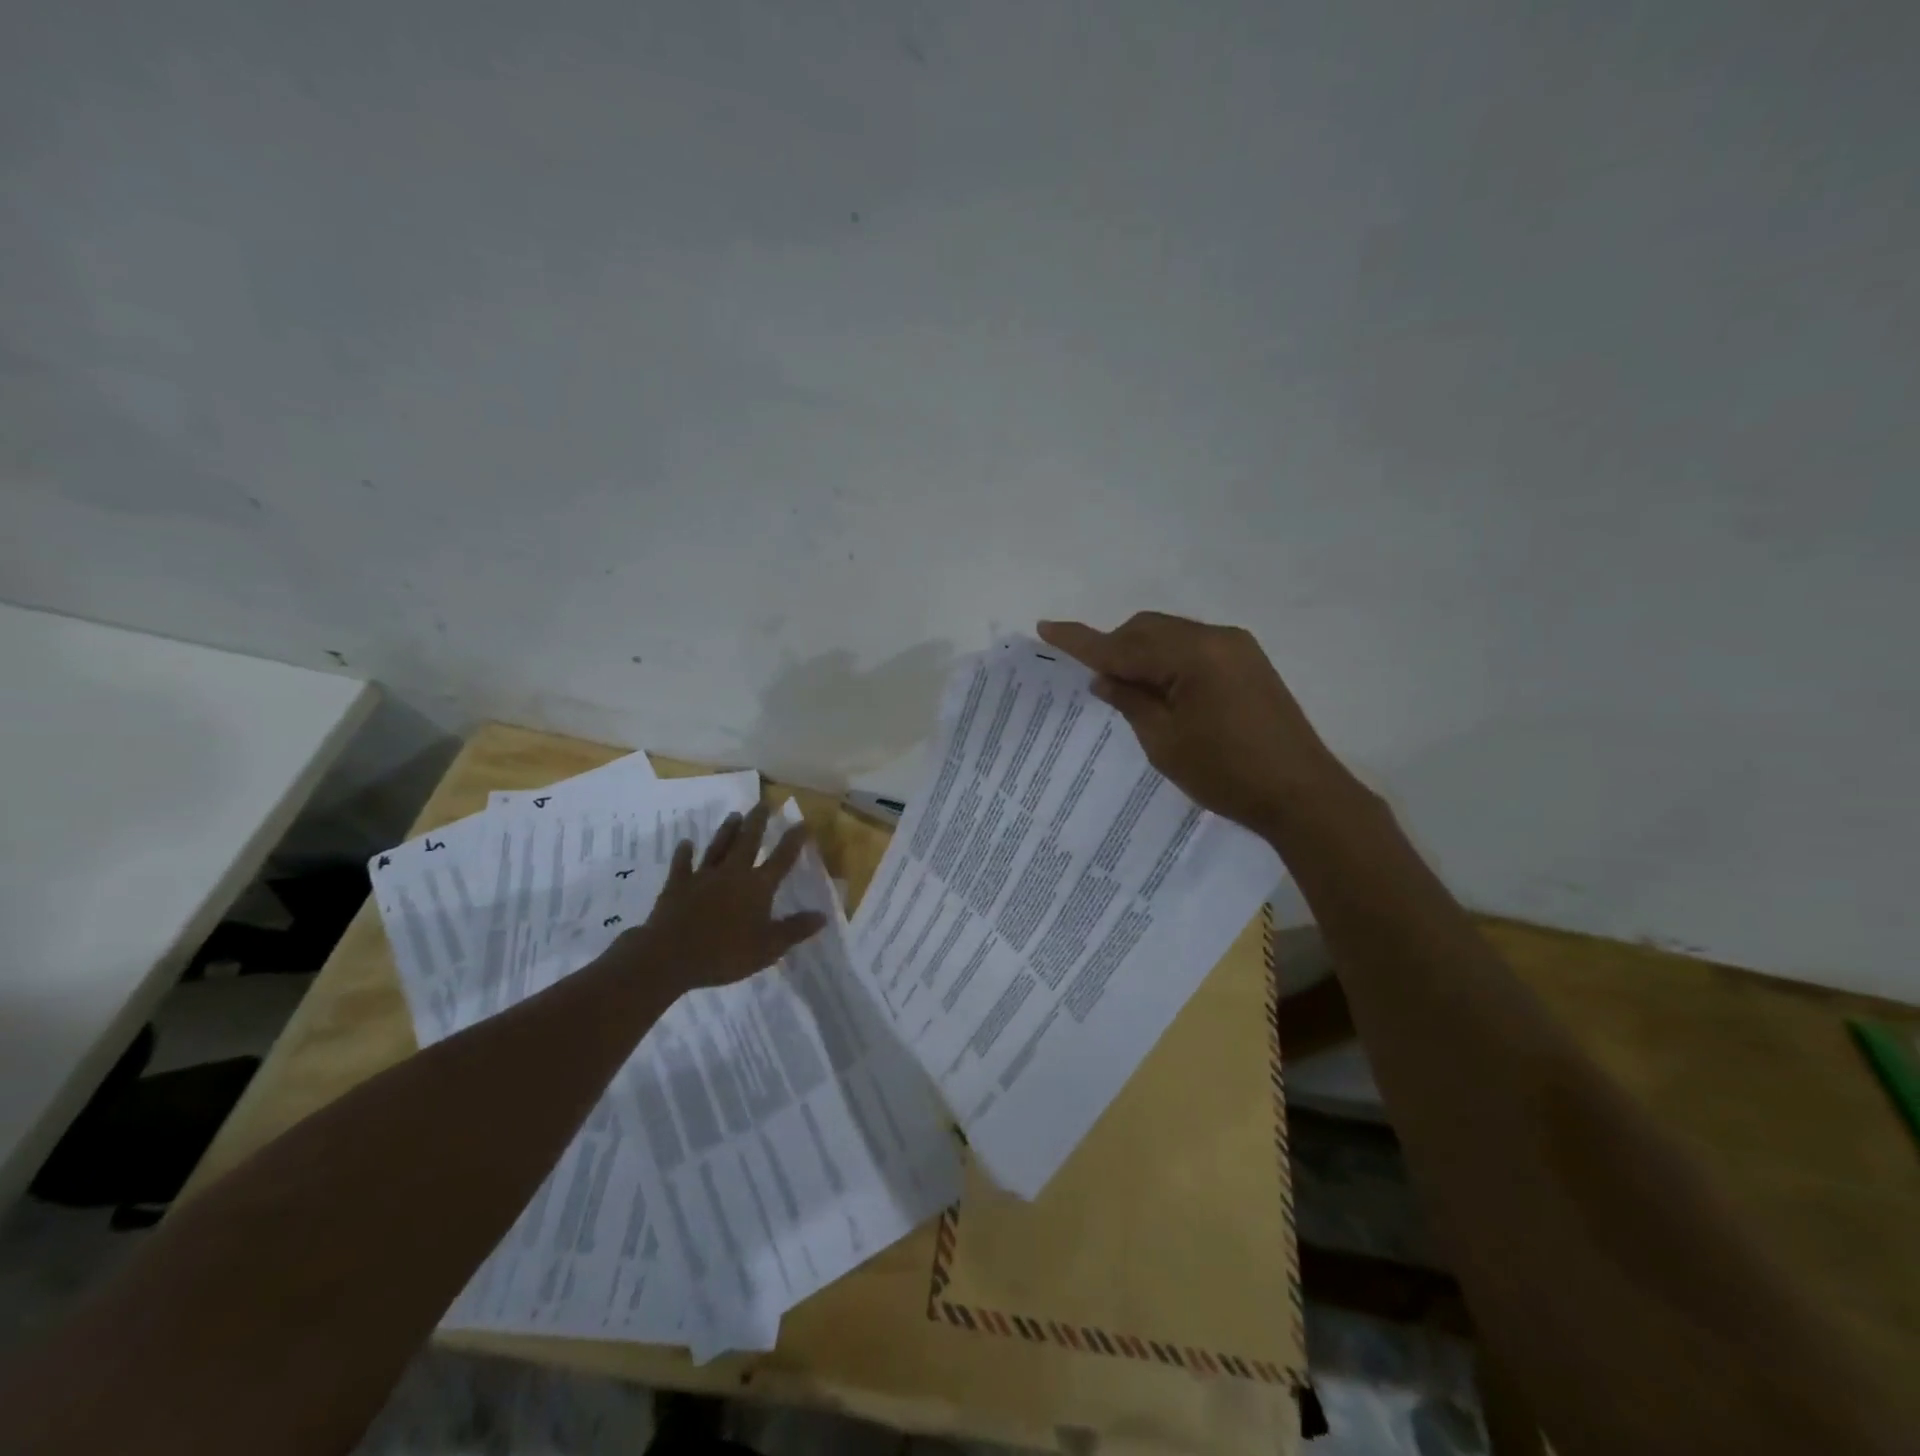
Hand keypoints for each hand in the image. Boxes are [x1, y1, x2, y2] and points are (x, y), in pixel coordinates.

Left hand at [619, 802, 826, 993]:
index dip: (794, 840)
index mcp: (757, 887)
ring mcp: (703, 877)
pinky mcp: (677, 885)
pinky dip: (684, 853)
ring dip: (727, 831)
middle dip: (758, 822)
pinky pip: (682, 865)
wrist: (670, 956)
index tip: (803, 822)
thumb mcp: (769, 947)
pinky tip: (686, 843)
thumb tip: (823, 915)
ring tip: (735, 815)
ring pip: (718, 847)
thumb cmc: (725, 954)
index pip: (782, 859)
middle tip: (764, 803)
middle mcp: (732, 873)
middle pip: (748, 842)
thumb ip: (795, 929)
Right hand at [1036, 612, 1357, 833]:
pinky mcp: (1248, 663)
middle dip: (1115, 649)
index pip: (1123, 645)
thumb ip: (1130, 702)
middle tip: (1096, 684)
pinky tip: (1161, 691)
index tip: (1046, 627)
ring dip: (1141, 656)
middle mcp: (1216, 638)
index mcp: (1193, 655)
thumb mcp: (1164, 743)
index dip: (1082, 640)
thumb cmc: (1226, 774)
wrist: (1303, 796)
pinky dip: (1167, 662)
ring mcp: (1237, 648)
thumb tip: (1104, 677)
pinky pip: (1192, 649)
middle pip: (1147, 629)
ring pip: (1170, 637)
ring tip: (1127, 692)